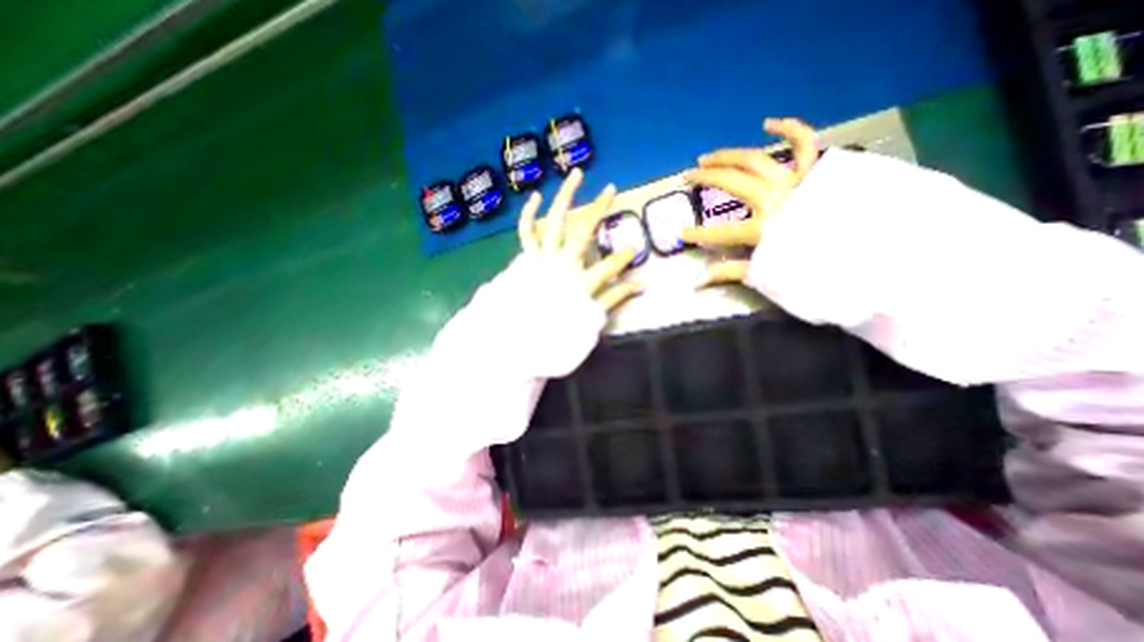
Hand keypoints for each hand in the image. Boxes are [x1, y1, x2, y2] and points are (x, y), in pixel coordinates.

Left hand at [518, 167, 642, 311]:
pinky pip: (526, 232)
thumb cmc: (559, 323)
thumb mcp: (591, 314)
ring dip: (565, 196)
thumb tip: (643, 284)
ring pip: (555, 221)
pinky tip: (536, 196)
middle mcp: (564, 263)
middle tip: (611, 189)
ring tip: (575, 174)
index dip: (623, 257)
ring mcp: (544, 257)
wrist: (523, 332)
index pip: (610, 265)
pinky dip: (529, 214)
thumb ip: (616, 297)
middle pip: (584, 231)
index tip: (632, 249)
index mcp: (582, 281)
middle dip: (599, 209)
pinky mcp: (529, 256)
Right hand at [682, 118, 818, 282]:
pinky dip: (789, 129)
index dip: (699, 234)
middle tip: (687, 176)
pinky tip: (768, 123)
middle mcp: (775, 199)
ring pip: (755, 160)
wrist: (869, 247)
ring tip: (707, 157)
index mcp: (765, 229)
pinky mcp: (815, 170)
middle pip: (732, 182)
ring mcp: (795, 181)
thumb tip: (698, 282)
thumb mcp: (770, 274)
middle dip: (705, 178)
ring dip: (727, 156)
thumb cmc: (816, 263)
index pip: (722, 232)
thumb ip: (732, 273)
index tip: (682, 234)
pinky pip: (804, 143)